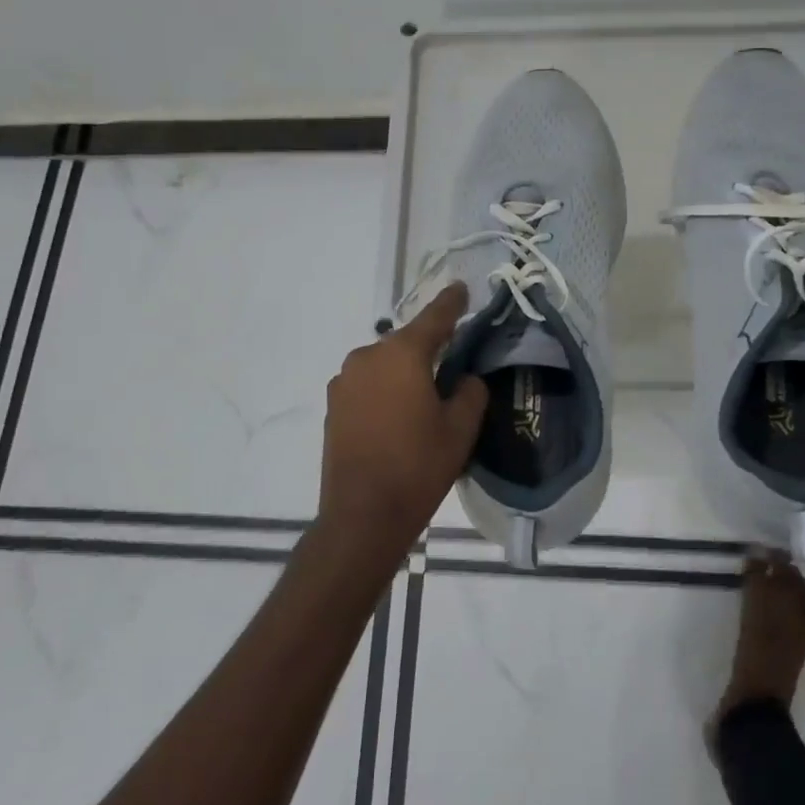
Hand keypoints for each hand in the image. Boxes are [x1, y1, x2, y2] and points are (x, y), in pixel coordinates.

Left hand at [316, 282, 487, 573]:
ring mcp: (345, 381)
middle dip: (429, 349)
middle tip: (452, 364)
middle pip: (407, 343)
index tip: (461, 288)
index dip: (451, 303)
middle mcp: (368, 357)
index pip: (434, 318)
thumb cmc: (418, 467)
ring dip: (405, 372)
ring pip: (385, 364)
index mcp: (402, 354)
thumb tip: (464, 379)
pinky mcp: (334, 406)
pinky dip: (386, 390)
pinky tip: (398, 416)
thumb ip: (470, 392)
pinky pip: (368, 385)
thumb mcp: (460, 429)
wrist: (362, 516)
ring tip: (424, 399)